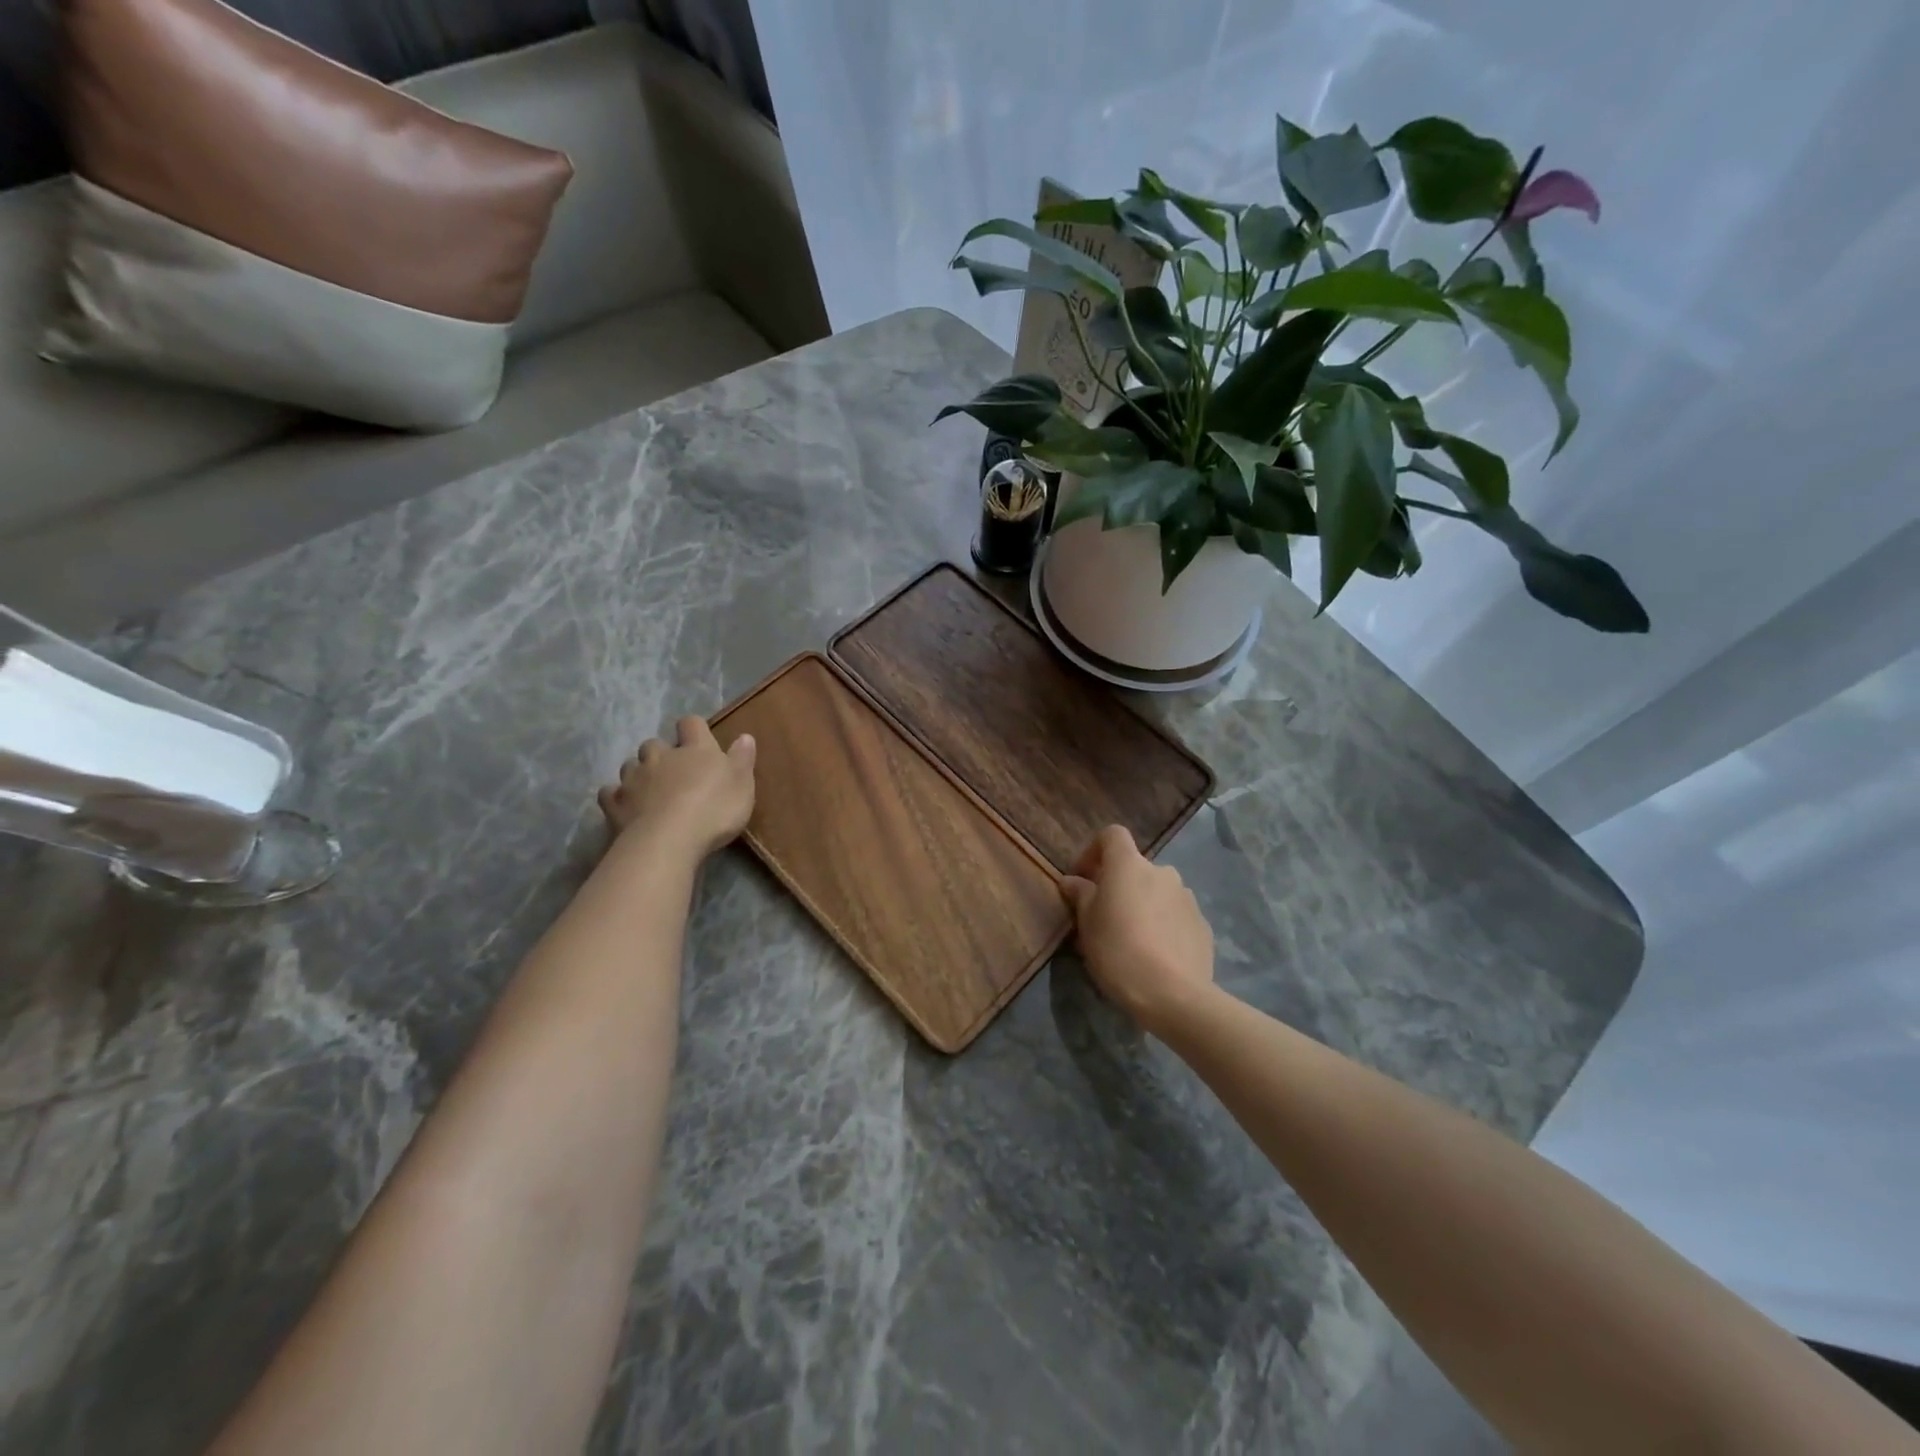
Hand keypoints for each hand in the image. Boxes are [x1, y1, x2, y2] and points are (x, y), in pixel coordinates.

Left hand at [598, 717, 756, 858]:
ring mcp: (635, 779)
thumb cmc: (714, 809)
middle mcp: (661, 757)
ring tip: (649, 789)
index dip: (693, 728)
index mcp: (695, 749)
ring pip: (630, 765)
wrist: (669, 839)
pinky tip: (624, 805)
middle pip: (654, 744)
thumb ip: (742, 759)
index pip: (691, 724)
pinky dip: (616, 796)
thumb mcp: (742, 784)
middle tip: (672, 770)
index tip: (698, 738)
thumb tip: (744, 736)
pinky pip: (610, 793)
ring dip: (639, 773)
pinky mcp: (615, 804)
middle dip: (661, 753)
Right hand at [1060, 825, 1214, 1032]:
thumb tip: (1072, 881)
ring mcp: (1187, 897)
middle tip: (1104, 917)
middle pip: (1135, 868)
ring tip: (1132, 939)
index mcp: (1129, 865)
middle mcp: (1162, 872)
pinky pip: (1175, 915)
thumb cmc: (1118, 951)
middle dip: (1119, 886)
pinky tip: (1156, 954)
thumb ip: (1080, 896)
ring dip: (1143, 905)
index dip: (1094, 851)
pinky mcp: (1202, 924)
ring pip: (1157, 892)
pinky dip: (1163, 925)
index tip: (1083, 878)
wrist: (1174, 994)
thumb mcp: (1087, 925)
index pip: (1112, 835)